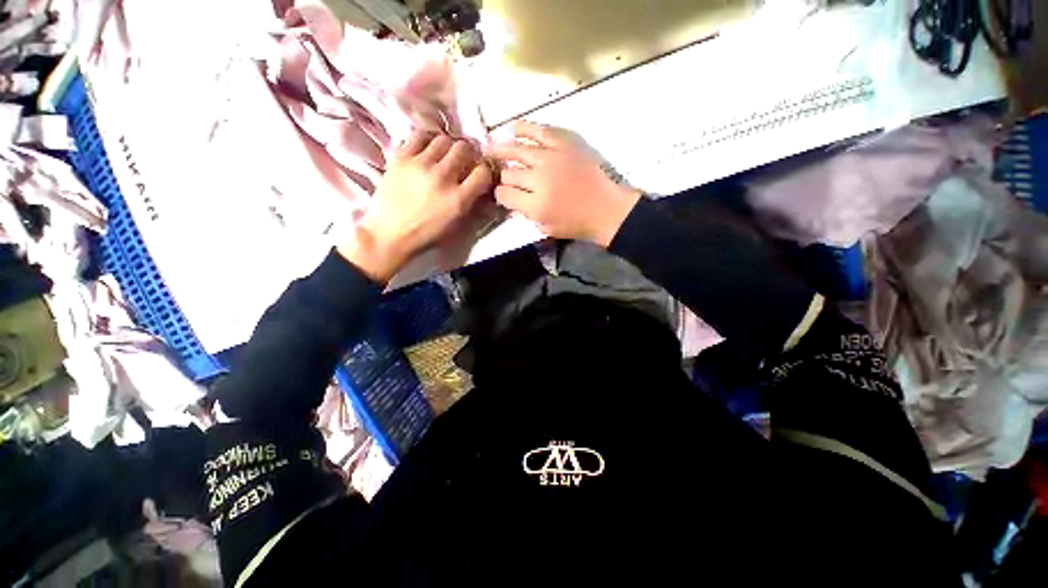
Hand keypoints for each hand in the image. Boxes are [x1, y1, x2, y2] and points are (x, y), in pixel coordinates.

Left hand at [339, 132, 492, 281]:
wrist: (389, 234)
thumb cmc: (426, 235)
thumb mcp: (457, 227)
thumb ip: (473, 206)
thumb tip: (485, 190)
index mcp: (458, 199)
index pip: (483, 172)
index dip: (484, 171)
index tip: (479, 175)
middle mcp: (442, 178)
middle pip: (464, 148)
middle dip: (467, 155)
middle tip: (462, 162)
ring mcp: (420, 165)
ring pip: (444, 139)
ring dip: (448, 147)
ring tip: (443, 156)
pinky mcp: (401, 158)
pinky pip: (419, 135)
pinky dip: (427, 140)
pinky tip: (427, 150)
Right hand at [491, 121, 640, 246]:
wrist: (606, 209)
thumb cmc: (577, 224)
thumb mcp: (546, 229)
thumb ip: (526, 215)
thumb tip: (513, 199)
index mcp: (534, 205)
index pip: (504, 194)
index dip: (500, 195)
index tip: (504, 195)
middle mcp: (538, 179)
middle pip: (508, 173)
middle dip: (503, 176)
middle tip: (503, 176)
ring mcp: (552, 158)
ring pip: (517, 150)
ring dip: (501, 150)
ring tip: (491, 149)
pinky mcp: (565, 145)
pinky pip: (541, 132)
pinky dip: (525, 129)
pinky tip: (514, 129)